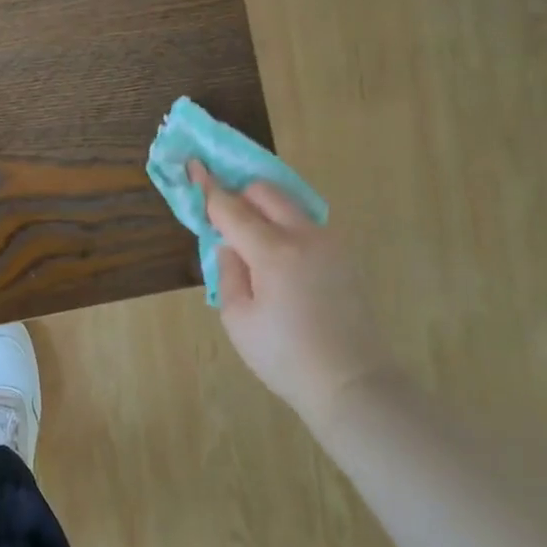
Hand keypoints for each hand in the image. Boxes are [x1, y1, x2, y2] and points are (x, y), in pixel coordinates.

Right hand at [190, 162, 390, 414]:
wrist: (352, 382)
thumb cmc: (285, 356)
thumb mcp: (238, 318)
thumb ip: (228, 272)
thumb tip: (231, 246)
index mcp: (273, 251)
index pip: (232, 208)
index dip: (209, 187)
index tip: (193, 165)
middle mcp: (304, 236)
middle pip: (266, 192)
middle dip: (241, 195)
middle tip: (225, 217)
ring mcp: (330, 243)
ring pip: (290, 205)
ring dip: (266, 210)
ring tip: (253, 244)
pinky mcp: (345, 256)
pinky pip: (307, 225)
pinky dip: (286, 227)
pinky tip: (280, 261)